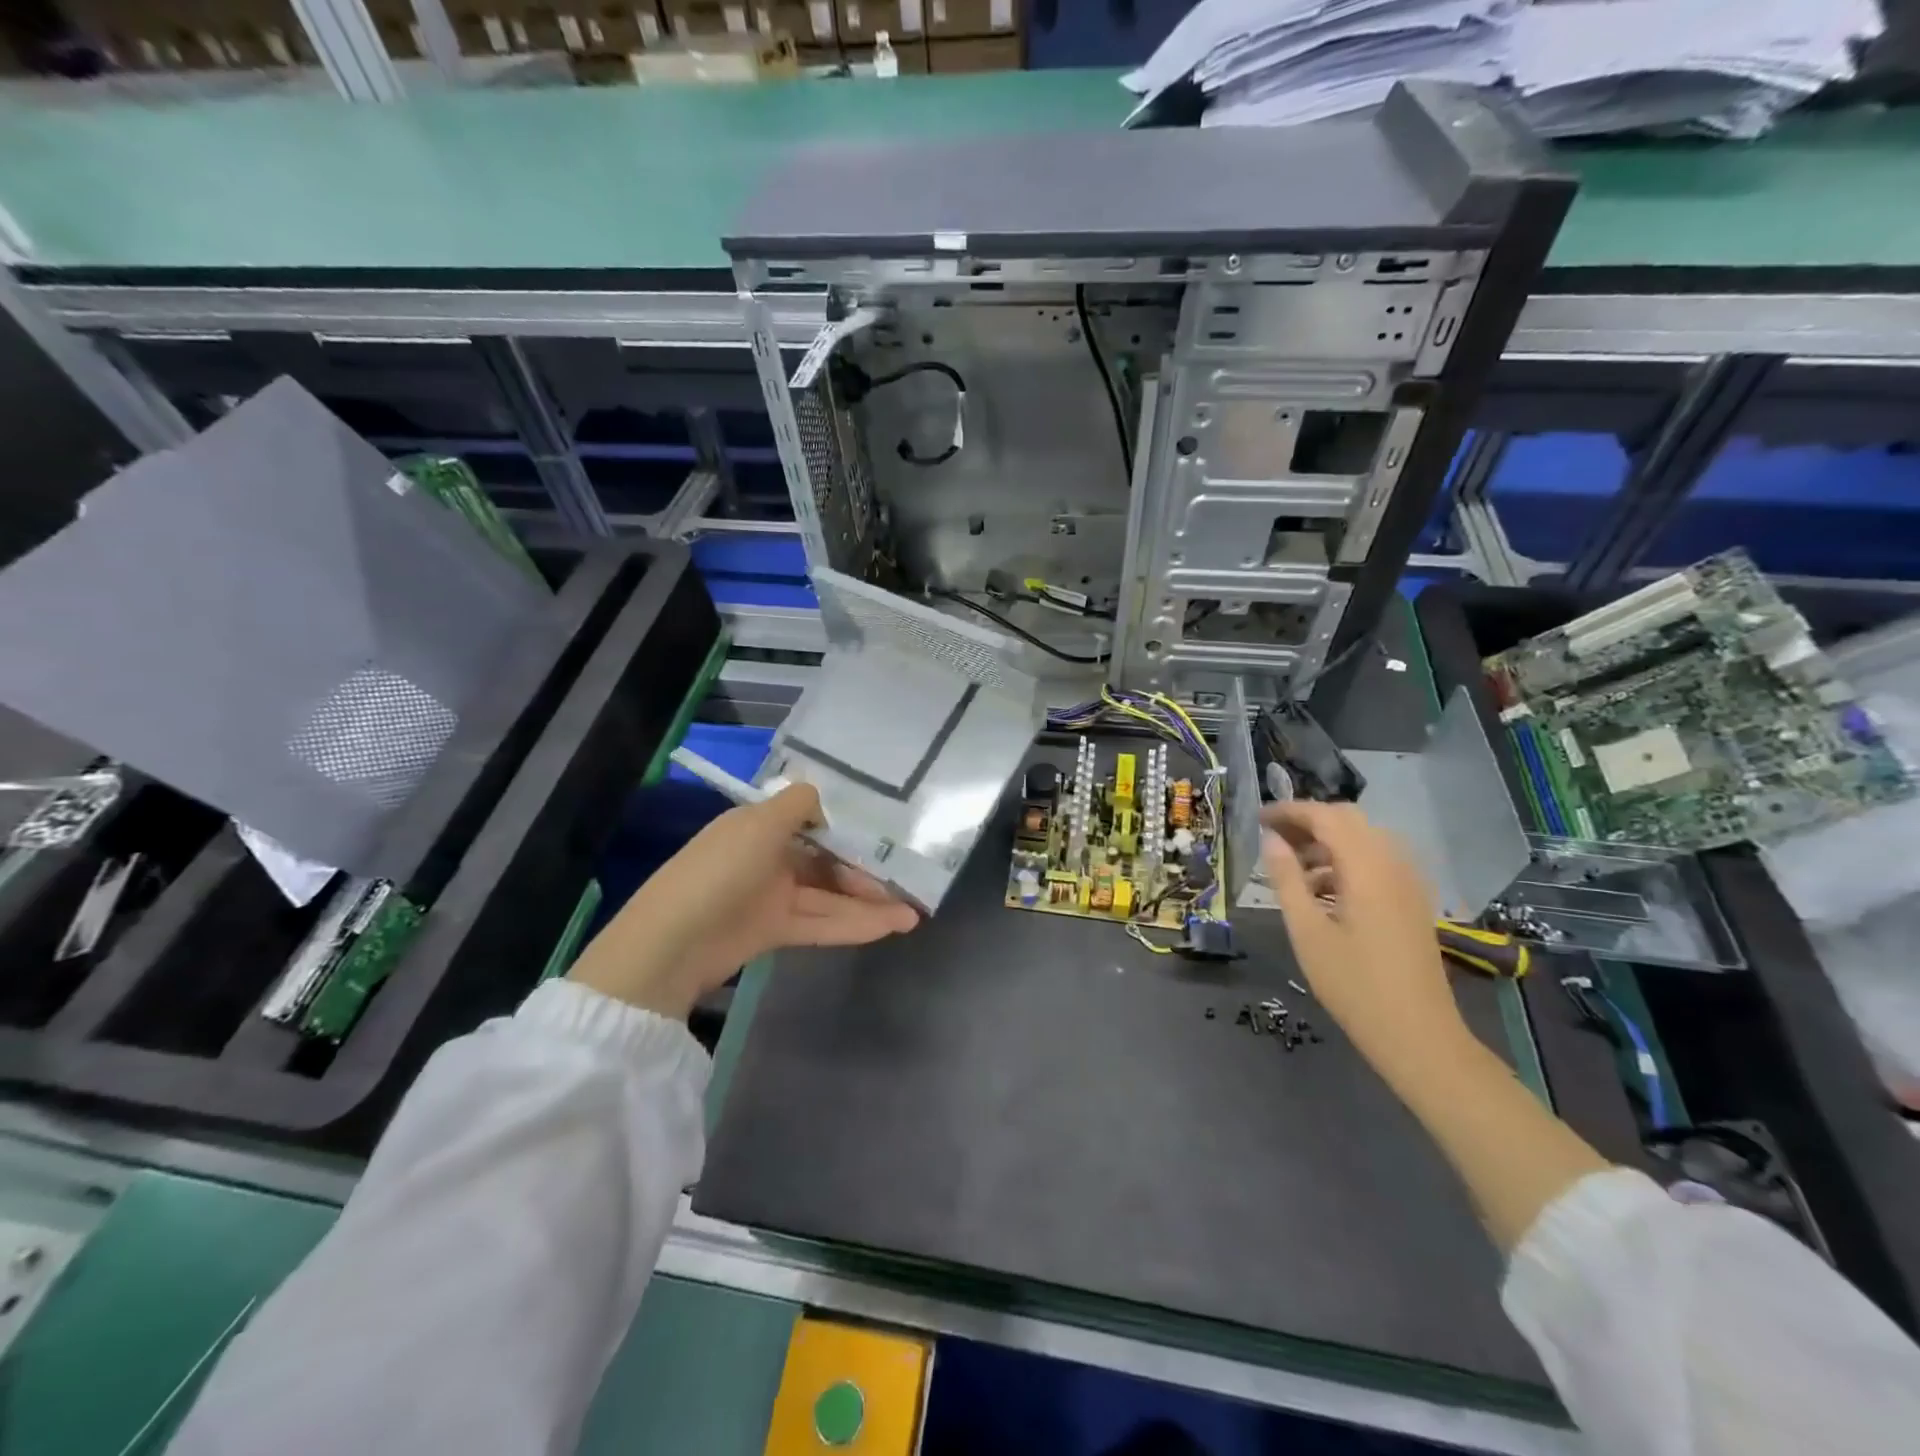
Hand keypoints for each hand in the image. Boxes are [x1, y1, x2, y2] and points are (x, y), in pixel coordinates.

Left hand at [570, 783, 919, 1018]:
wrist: (670, 947)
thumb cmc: (719, 872)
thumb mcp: (759, 824)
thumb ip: (798, 804)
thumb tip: (823, 799)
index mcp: (760, 825)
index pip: (814, 820)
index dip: (849, 828)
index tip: (887, 835)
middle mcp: (768, 856)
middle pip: (826, 861)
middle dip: (866, 871)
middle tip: (907, 883)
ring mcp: (770, 896)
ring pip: (828, 896)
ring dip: (868, 904)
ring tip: (911, 914)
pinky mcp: (773, 931)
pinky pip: (820, 923)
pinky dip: (851, 924)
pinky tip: (886, 927)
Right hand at [1259, 801, 1471, 1080]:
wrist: (1418, 1034)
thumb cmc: (1353, 984)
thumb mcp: (1307, 931)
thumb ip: (1287, 879)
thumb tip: (1271, 840)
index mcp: (1367, 867)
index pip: (1326, 817)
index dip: (1289, 811)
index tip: (1258, 819)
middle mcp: (1394, 863)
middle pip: (1349, 820)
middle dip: (1309, 822)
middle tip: (1273, 840)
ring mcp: (1409, 882)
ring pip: (1365, 839)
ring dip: (1327, 842)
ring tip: (1293, 869)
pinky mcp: (1413, 900)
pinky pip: (1378, 861)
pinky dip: (1347, 861)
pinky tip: (1323, 891)